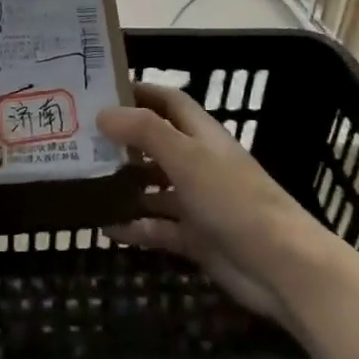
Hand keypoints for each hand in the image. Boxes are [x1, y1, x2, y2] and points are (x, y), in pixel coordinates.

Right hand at [98, 83, 334, 324]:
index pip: (168, 102)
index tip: (100, 91)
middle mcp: (198, 163)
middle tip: (78, 141)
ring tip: (84, 183)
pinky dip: (134, 226)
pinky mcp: (195, 237)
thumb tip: (103, 113)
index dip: (139, 92)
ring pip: (153, 187)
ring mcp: (197, 202)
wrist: (280, 267)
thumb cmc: (234, 200)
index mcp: (202, 135)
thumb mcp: (187, 157)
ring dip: (124, 185)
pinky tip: (105, 227)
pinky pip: (157, 227)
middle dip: (121, 141)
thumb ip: (145, 132)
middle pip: (155, 144)